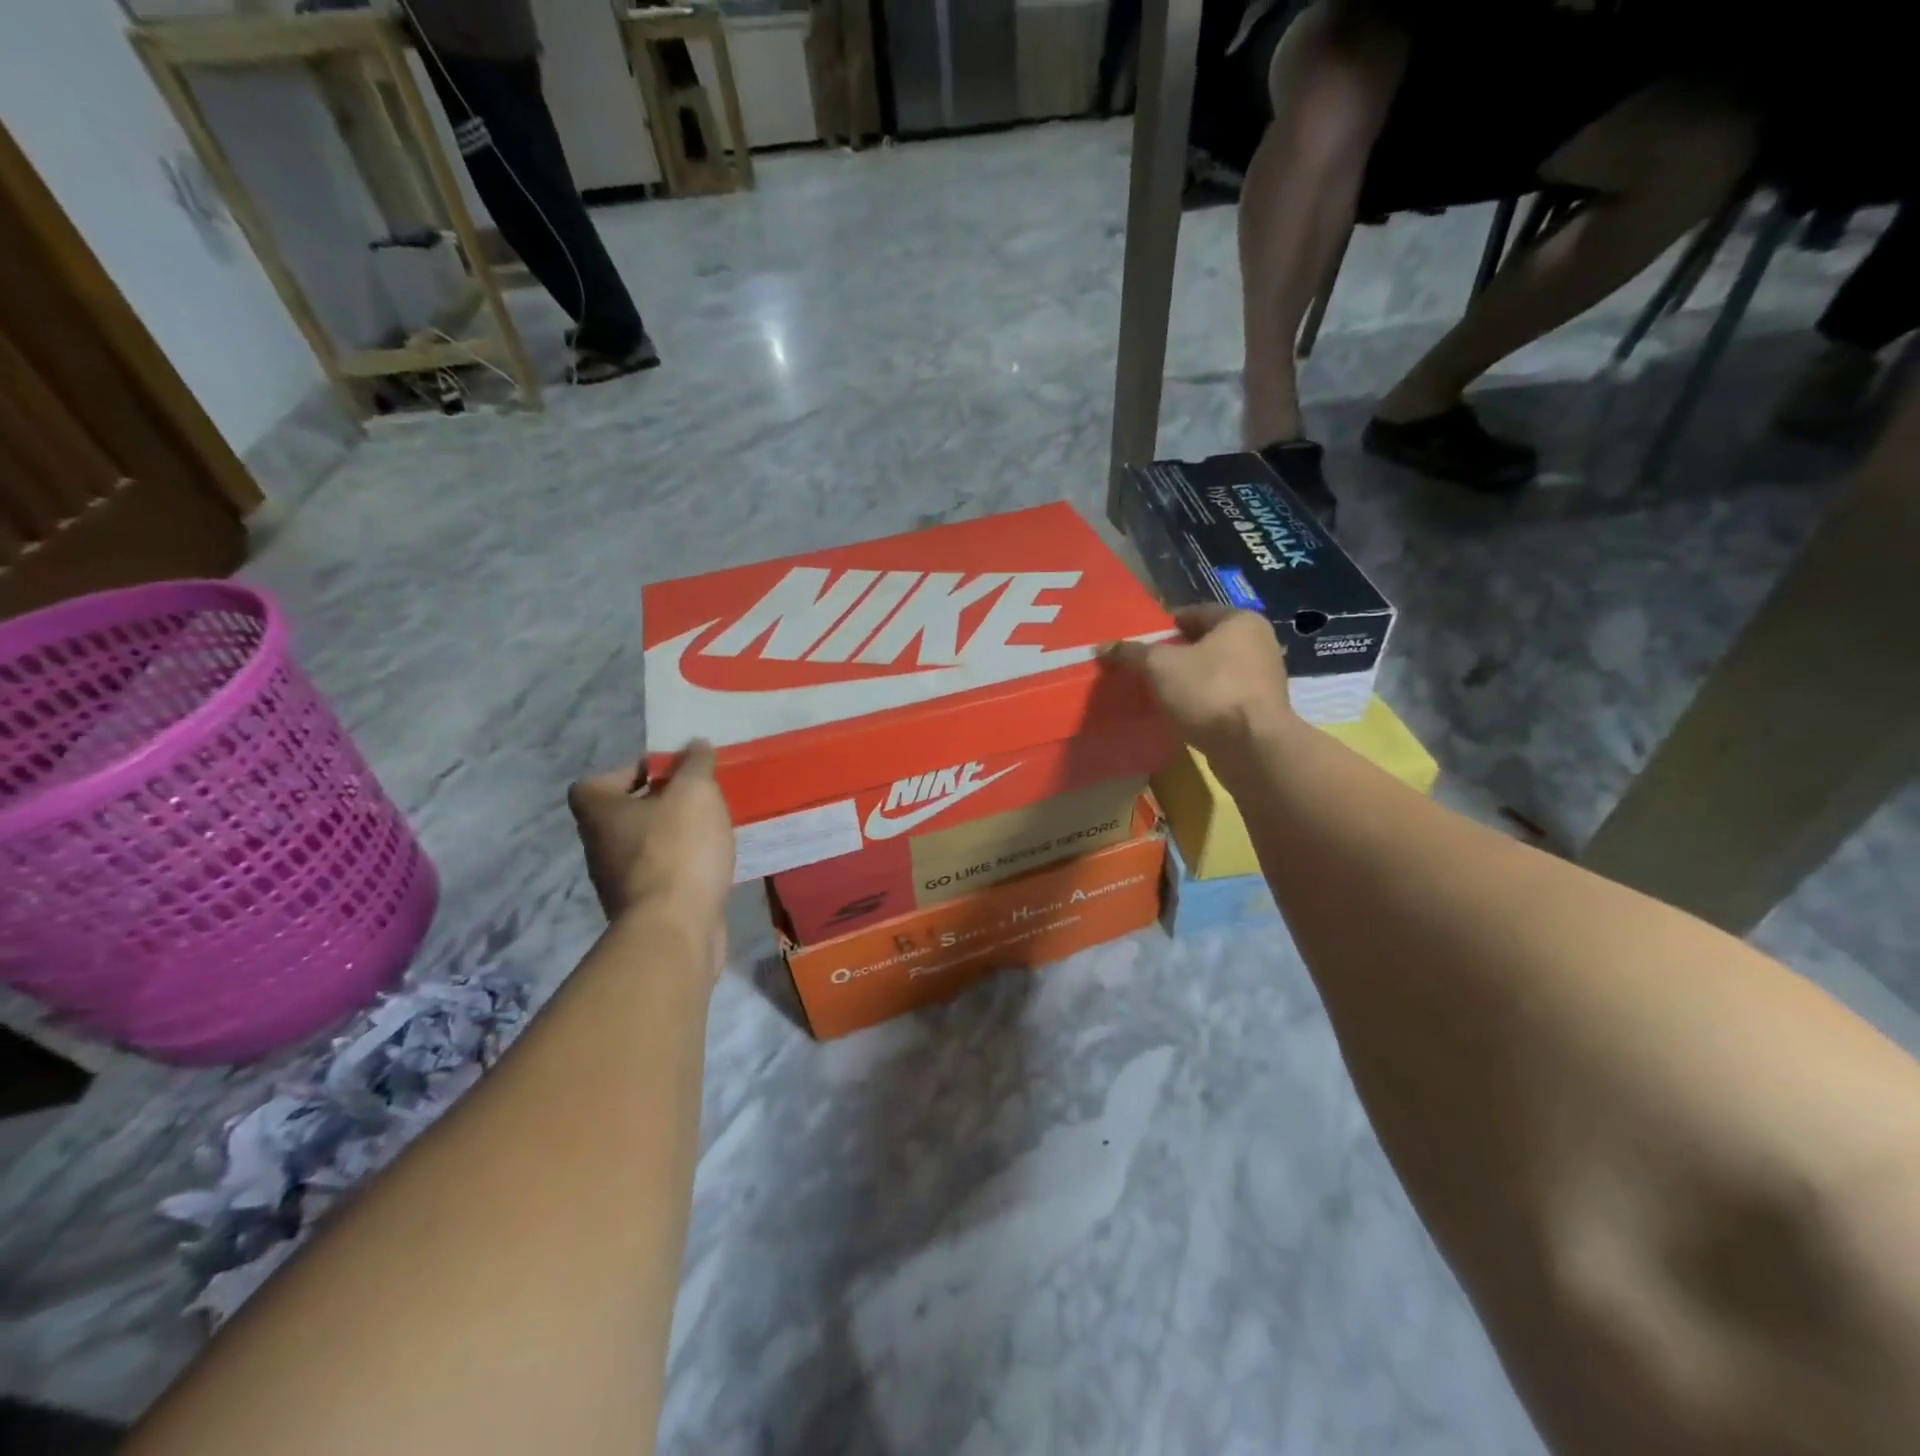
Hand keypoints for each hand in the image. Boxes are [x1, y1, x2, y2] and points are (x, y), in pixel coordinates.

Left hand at [568, 741, 735, 940]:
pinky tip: (711, 862)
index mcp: (599, 812)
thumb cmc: (678, 848)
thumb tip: (695, 745)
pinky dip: (683, 865)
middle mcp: (599, 845)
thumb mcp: (695, 792)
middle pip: (625, 813)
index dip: (630, 772)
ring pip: (645, 845)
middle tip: (698, 798)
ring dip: (674, 835)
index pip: (596, 782)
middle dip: (661, 803)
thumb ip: (696, 764)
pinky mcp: (643, 907)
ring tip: (711, 829)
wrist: (675, 928)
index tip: (668, 773)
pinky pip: (663, 873)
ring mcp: (618, 880)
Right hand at [1106, 605, 1297, 760]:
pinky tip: (1181, 714)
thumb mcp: (1160, 667)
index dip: (1162, 627)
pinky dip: (1202, 702)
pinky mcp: (1261, 710)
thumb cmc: (1209, 692)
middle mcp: (1258, 642)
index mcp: (1239, 621)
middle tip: (1144, 670)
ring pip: (1213, 672)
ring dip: (1187, 681)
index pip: (1192, 613)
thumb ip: (1131, 653)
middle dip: (1173, 656)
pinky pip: (1222, 698)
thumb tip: (1102, 647)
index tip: (1139, 645)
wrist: (1252, 747)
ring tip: (1157, 694)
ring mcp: (1263, 678)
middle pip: (1203, 644)